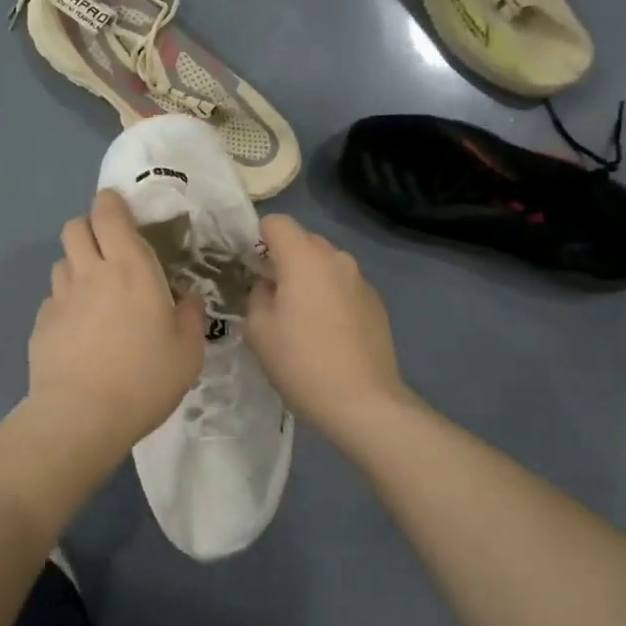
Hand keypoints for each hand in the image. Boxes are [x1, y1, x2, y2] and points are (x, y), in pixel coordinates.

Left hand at [26, 190, 206, 458]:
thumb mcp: (187, 353)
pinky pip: (53, 298)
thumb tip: (188, 298)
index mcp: (132, 270)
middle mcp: (92, 273)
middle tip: (108, 251)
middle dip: (89, 228)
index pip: (109, 215)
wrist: (82, 416)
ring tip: (93, 292)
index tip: (119, 208)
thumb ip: (190, 318)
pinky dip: (65, 303)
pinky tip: (78, 330)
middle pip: (75, 226)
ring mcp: (61, 297)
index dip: (110, 203)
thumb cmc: (144, 380)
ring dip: (76, 266)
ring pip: (62, 261)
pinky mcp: (41, 323)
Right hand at [245, 215, 407, 438]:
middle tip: (270, 295)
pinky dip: (329, 297)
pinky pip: (343, 286)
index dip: (257, 238)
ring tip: (299, 318)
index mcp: (304, 258)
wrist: (362, 402)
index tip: (248, 267)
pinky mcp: (376, 303)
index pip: (276, 223)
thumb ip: (256, 295)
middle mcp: (336, 258)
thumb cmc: (300, 363)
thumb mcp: (258, 330)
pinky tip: (326, 333)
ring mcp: (360, 280)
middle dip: (283, 259)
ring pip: (324, 264)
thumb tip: (268, 286)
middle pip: (303, 241)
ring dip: (308, 279)